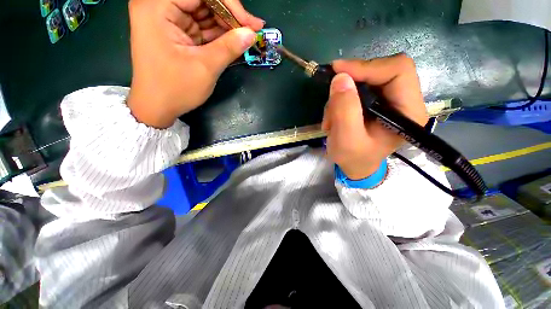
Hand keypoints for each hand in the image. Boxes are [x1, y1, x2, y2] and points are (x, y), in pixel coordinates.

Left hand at [127, 0, 263, 127]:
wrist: (157, 107)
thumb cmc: (175, 89)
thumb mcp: (205, 67)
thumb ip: (229, 47)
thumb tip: (252, 33)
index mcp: (157, 6)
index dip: (229, 4)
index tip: (250, 24)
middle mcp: (159, 5)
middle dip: (229, 15)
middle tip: (251, 31)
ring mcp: (167, 18)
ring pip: (204, 11)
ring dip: (226, 25)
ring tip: (244, 38)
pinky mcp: (175, 30)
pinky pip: (202, 25)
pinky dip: (218, 34)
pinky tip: (233, 42)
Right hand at [322, 54, 428, 179]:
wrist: (355, 165)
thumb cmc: (354, 158)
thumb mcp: (346, 140)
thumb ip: (345, 111)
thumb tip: (340, 78)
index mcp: (408, 112)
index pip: (398, 70)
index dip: (368, 66)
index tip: (338, 71)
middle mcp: (404, 101)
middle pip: (381, 71)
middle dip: (351, 82)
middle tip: (332, 95)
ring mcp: (389, 100)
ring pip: (365, 80)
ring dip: (342, 97)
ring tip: (331, 119)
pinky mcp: (376, 102)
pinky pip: (356, 89)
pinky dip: (341, 100)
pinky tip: (334, 118)